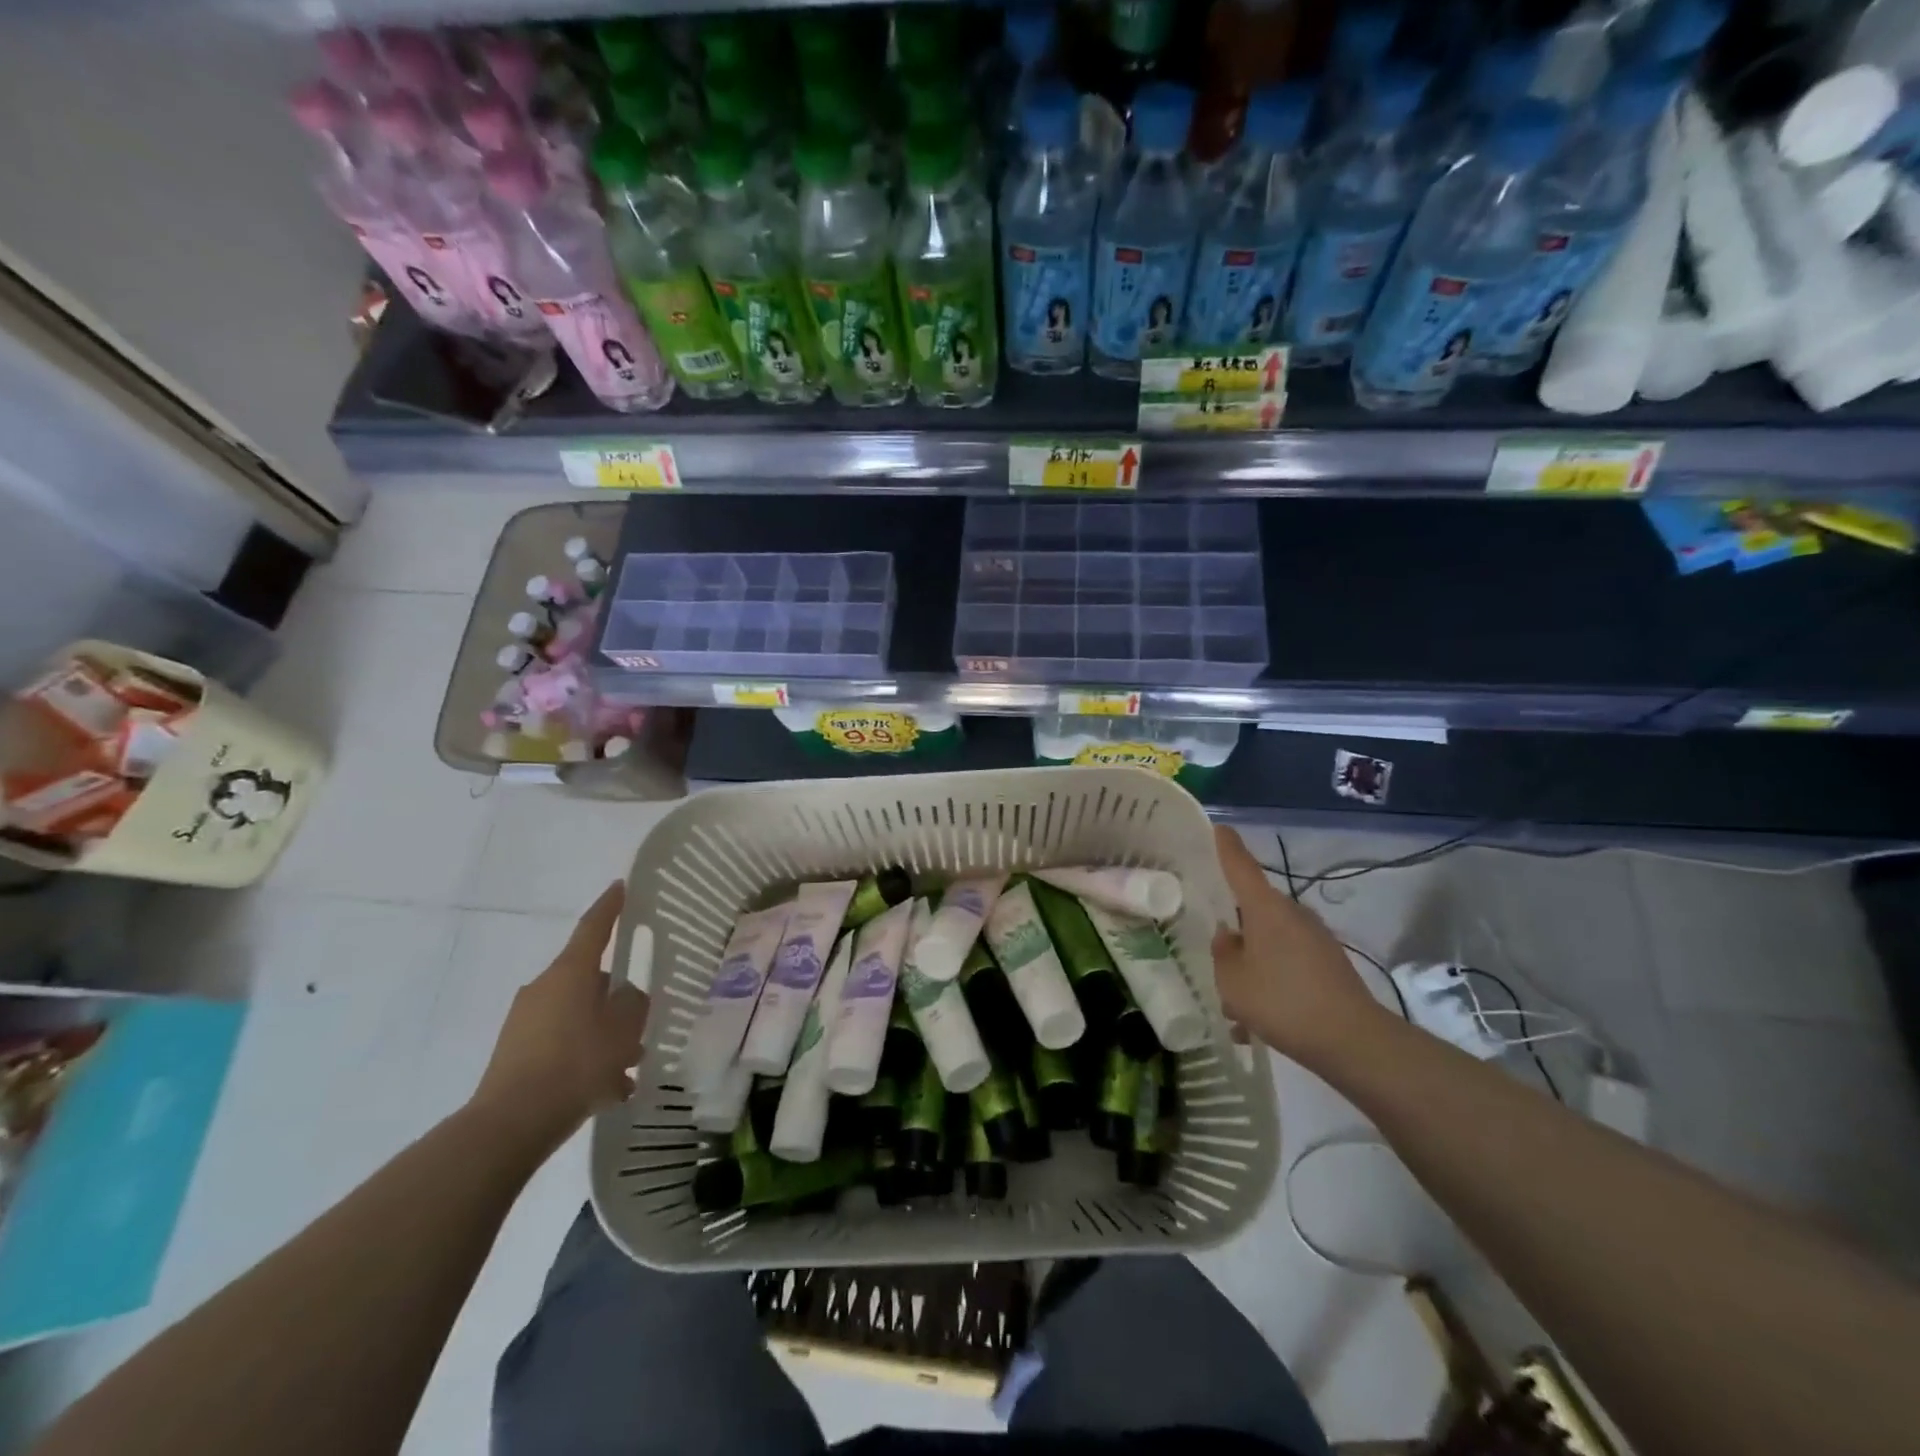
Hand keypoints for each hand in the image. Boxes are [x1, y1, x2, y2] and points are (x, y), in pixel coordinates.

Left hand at [467, 881, 648, 1154]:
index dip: (610, 907)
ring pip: (578, 1016)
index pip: (594, 928)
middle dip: (615, 999)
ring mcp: (525, 1022)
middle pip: (589, 980)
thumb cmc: (575, 1065)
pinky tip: (607, 1089)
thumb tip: (627, 996)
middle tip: (640, 1022)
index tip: (620, 886)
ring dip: (603, 1034)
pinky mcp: (515, 1054)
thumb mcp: (623, 1031)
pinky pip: (562, 1044)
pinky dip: (585, 1058)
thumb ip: (633, 1005)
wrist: (509, 1125)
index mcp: (570, 973)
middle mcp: (544, 988)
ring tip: (629, 1067)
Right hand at [1210, 827, 1389, 1065]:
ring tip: (1235, 1002)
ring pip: (1271, 940)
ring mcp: (1315, 938)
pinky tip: (1258, 1019)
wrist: (1353, 1041)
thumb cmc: (1282, 1001)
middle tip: (1213, 949)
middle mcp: (1292, 914)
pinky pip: (1288, 962)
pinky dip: (1272, 980)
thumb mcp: (1233, 982)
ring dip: (1252, 961)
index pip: (1240, 866)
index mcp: (1265, 908)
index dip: (1226, 846)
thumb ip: (1223, 954)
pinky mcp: (1329, 964)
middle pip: (1255, 908)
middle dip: (1235, 926)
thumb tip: (1228, 935)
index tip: (1218, 827)